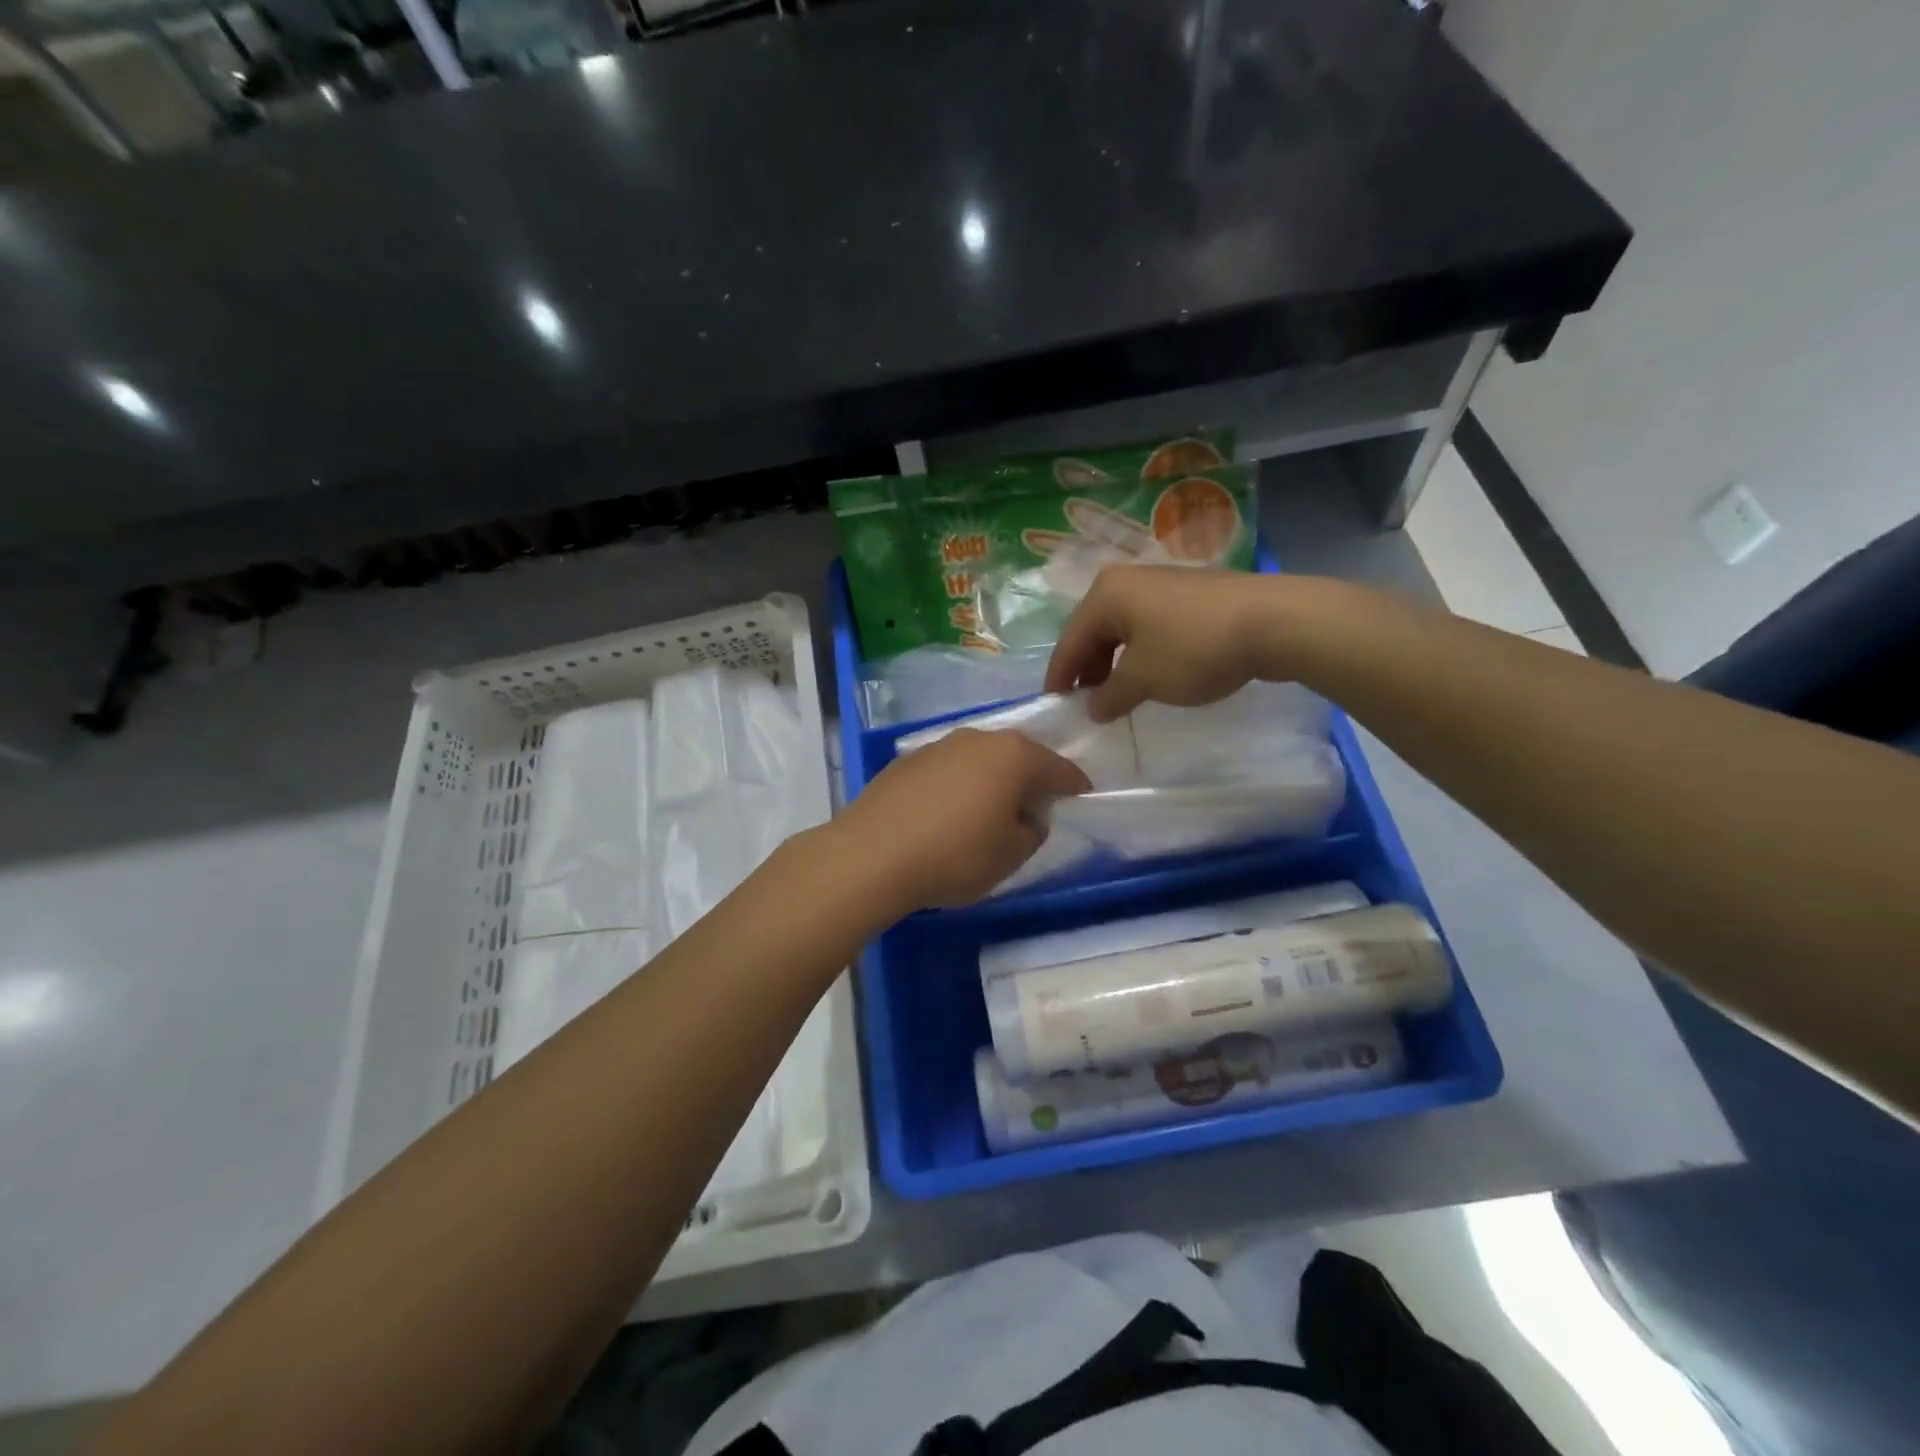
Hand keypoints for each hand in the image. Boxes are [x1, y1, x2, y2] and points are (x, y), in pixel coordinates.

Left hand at [831, 729, 1091, 911]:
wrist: (870, 855)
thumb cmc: (954, 856)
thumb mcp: (1011, 855)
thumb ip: (1032, 830)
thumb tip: (1028, 815)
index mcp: (1013, 756)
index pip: (1058, 768)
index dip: (1074, 786)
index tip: (1081, 798)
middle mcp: (977, 739)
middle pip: (1017, 757)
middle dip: (1030, 780)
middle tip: (1035, 809)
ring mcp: (938, 746)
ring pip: (979, 761)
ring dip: (990, 781)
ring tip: (988, 813)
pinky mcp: (906, 761)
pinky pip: (947, 771)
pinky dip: (957, 786)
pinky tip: (947, 814)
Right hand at [1045, 566, 1273, 721]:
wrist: (1273, 621)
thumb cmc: (1193, 648)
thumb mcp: (1143, 680)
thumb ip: (1109, 696)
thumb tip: (1092, 708)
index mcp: (1105, 594)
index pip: (1069, 641)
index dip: (1060, 677)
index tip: (1054, 707)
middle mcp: (1127, 581)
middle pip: (1094, 632)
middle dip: (1088, 670)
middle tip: (1088, 705)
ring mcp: (1160, 585)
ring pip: (1122, 630)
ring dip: (1115, 664)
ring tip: (1119, 695)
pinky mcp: (1188, 595)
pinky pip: (1148, 627)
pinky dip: (1141, 654)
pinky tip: (1151, 675)